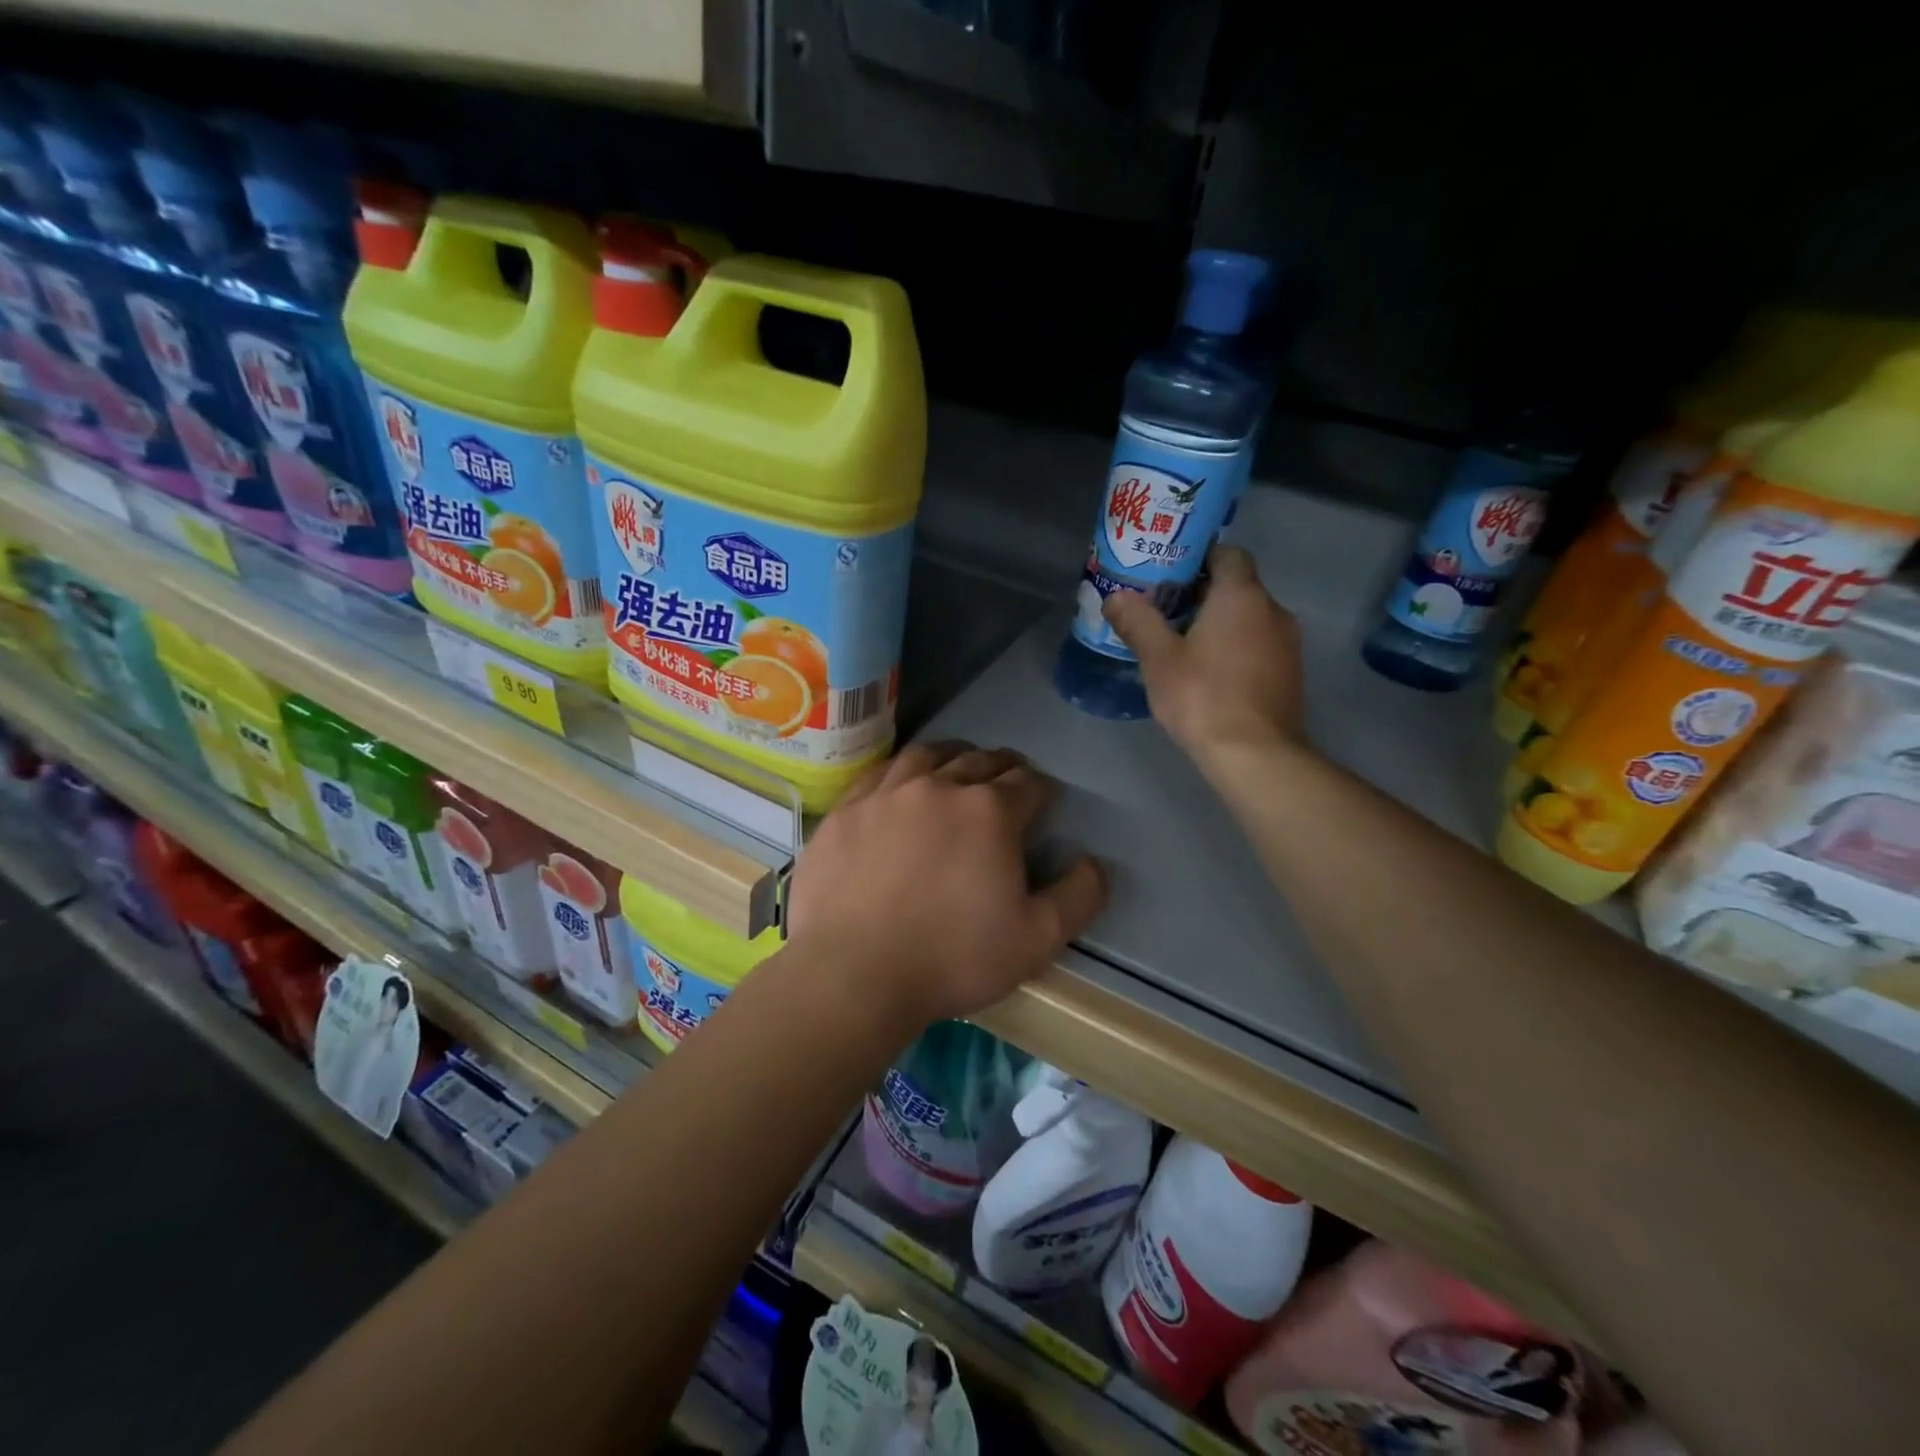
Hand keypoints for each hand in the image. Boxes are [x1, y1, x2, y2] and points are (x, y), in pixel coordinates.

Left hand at [787, 743, 1106, 1030]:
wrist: (853, 974)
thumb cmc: (952, 958)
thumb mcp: (1036, 940)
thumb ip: (1078, 897)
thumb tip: (1095, 863)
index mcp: (989, 812)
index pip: (1028, 783)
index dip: (1042, 790)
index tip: (1044, 801)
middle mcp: (939, 786)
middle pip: (979, 760)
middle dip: (1002, 766)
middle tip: (1008, 777)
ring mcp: (886, 794)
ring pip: (927, 756)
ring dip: (951, 755)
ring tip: (957, 764)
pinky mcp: (845, 811)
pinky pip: (878, 773)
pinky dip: (900, 771)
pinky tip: (899, 784)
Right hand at [1103, 544, 1308, 768]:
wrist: (1256, 755)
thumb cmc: (1204, 698)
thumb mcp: (1159, 659)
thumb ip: (1137, 621)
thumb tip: (1115, 596)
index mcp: (1242, 596)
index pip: (1228, 553)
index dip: (1198, 556)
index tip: (1168, 573)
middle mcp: (1273, 610)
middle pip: (1236, 586)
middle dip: (1200, 593)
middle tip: (1162, 609)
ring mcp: (1287, 643)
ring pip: (1248, 617)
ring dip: (1218, 622)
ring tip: (1180, 642)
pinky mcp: (1289, 673)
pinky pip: (1258, 644)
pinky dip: (1234, 646)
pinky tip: (1207, 672)